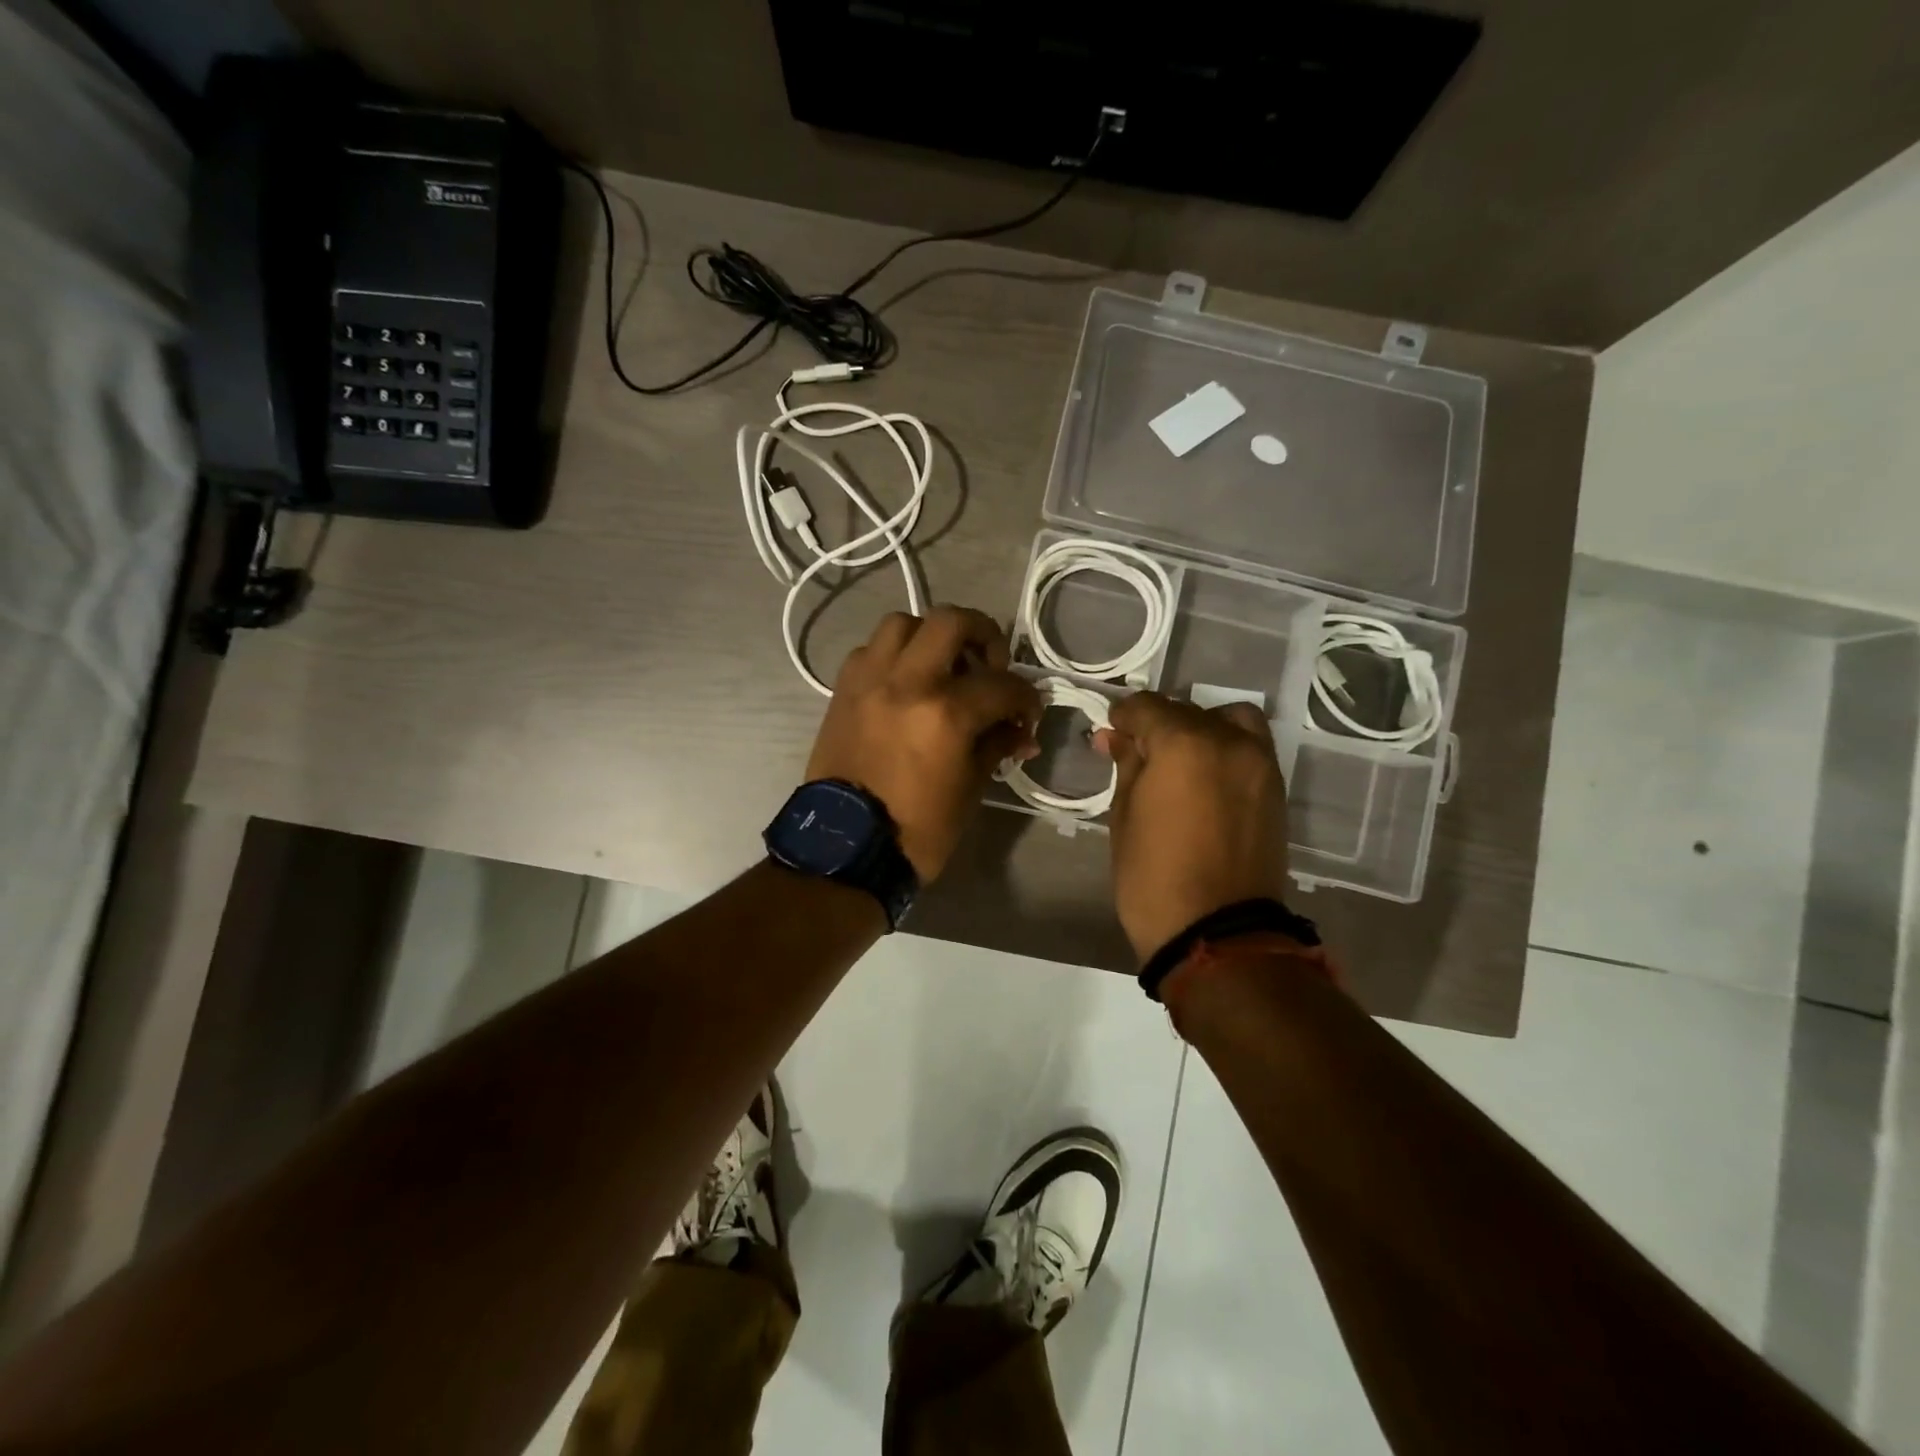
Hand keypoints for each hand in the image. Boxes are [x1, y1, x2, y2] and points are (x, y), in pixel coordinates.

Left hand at [808, 606, 1040, 881]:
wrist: (846, 846)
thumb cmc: (917, 829)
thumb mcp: (969, 790)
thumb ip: (996, 746)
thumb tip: (1019, 731)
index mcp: (945, 713)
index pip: (1002, 685)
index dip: (1026, 698)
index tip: (1028, 713)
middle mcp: (906, 682)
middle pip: (951, 621)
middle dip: (983, 634)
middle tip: (991, 663)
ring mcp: (869, 681)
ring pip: (902, 624)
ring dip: (930, 637)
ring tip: (943, 666)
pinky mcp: (843, 691)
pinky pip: (870, 651)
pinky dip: (893, 656)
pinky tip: (905, 683)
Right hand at [1096, 693, 1290, 961]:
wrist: (1218, 934)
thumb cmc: (1154, 878)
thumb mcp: (1125, 817)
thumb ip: (1127, 766)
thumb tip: (1117, 737)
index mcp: (1185, 743)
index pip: (1148, 707)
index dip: (1123, 716)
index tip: (1110, 733)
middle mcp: (1229, 741)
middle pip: (1187, 712)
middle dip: (1157, 725)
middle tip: (1135, 753)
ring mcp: (1260, 764)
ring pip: (1228, 721)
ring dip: (1199, 730)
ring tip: (1178, 762)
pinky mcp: (1275, 789)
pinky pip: (1249, 747)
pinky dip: (1225, 748)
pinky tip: (1203, 778)